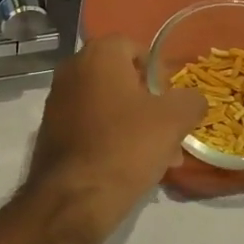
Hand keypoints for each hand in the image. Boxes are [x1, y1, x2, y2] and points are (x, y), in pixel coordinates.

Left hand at [23, 36, 206, 242]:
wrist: (74, 195)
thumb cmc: (125, 146)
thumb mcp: (173, 121)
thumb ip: (190, 101)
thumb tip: (192, 99)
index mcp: (98, 54)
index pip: (134, 47)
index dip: (157, 72)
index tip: (171, 101)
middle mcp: (72, 68)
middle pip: (120, 77)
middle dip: (148, 103)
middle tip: (169, 133)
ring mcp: (58, 98)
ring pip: (107, 103)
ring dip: (133, 123)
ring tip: (158, 157)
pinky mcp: (51, 127)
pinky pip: (89, 123)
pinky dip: (110, 136)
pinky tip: (128, 166)